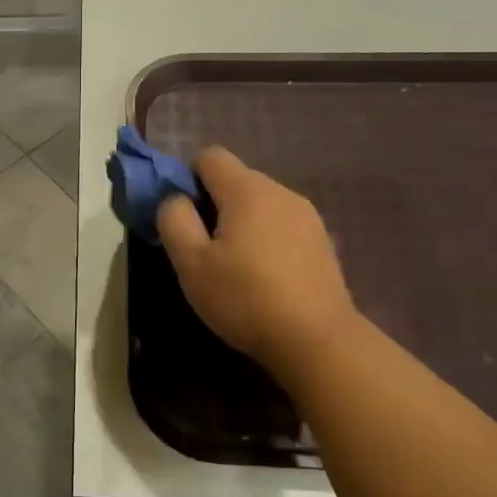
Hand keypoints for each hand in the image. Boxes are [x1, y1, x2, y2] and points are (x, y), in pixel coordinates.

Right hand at [157, 148, 359, 375]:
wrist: (318, 341)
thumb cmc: (245, 298)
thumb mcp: (191, 264)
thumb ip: (174, 220)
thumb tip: (175, 199)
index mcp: (247, 190)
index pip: (210, 156)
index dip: (188, 178)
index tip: (183, 216)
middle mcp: (281, 192)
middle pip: (236, 179)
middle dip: (213, 203)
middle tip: (203, 248)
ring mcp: (307, 216)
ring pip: (260, 203)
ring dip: (241, 222)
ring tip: (234, 266)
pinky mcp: (322, 242)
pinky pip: (282, 225)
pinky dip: (266, 239)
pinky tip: (265, 277)